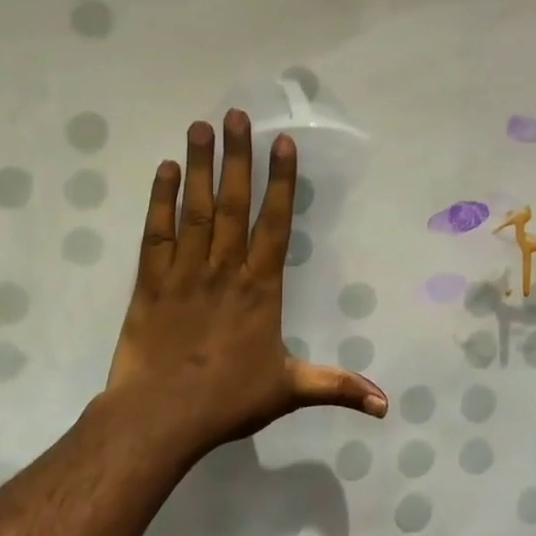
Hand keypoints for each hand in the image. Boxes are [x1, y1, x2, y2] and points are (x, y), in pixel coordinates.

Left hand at [102, 111, 387, 457]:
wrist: (158, 419)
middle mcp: (225, 268)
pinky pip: (156, 232)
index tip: (282, 144)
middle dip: (237, 157)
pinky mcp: (149, 282)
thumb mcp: (289, 390)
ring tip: (201, 126)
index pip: (275, 223)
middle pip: (233, 203)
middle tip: (236, 116)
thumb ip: (337, 386)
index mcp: (261, 287)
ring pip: (195, 209)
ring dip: (199, 165)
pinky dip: (159, 199)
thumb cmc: (227, 400)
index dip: (281, 182)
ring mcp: (184, 271)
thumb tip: (386, 405)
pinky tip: (165, 169)